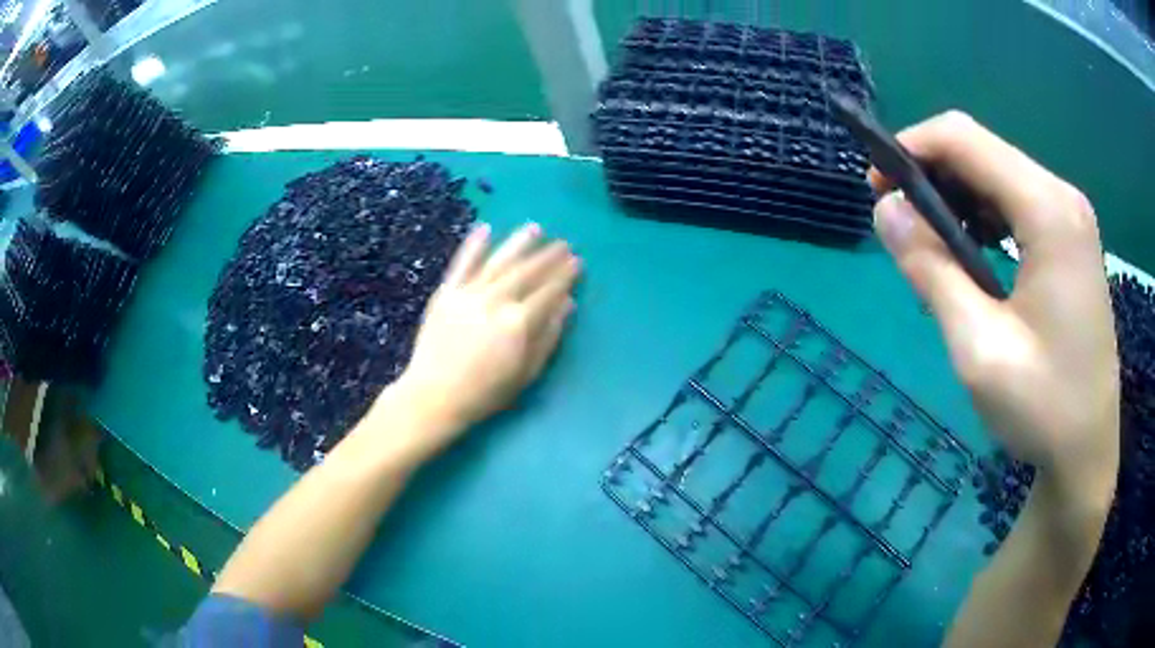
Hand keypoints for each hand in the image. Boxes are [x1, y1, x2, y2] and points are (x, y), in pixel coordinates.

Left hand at [381, 223, 580, 461]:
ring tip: (535, 228)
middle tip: (564, 243)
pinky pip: (462, 264)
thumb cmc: (485, 393)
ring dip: (518, 243)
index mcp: (518, 323)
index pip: (548, 291)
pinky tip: (485, 229)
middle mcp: (495, 301)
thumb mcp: (526, 374)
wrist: (434, 395)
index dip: (565, 275)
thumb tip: (567, 305)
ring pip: (499, 261)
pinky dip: (473, 245)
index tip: (577, 261)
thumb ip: (548, 337)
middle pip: (527, 272)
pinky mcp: (446, 293)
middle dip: (548, 256)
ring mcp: (468, 294)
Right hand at [871, 111, 1118, 497]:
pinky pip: (1015, 200)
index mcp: (1047, 211)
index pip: (964, 138)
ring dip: (956, 196)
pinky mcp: (1070, 237)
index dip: (911, 149)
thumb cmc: (1042, 408)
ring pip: (996, 172)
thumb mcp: (978, 349)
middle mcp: (1061, 196)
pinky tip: (973, 255)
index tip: (877, 189)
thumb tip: (884, 209)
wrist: (1087, 451)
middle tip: (900, 226)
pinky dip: (982, 214)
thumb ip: (931, 271)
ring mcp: (1070, 216)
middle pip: (981, 150)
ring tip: (933, 247)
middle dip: (931, 174)